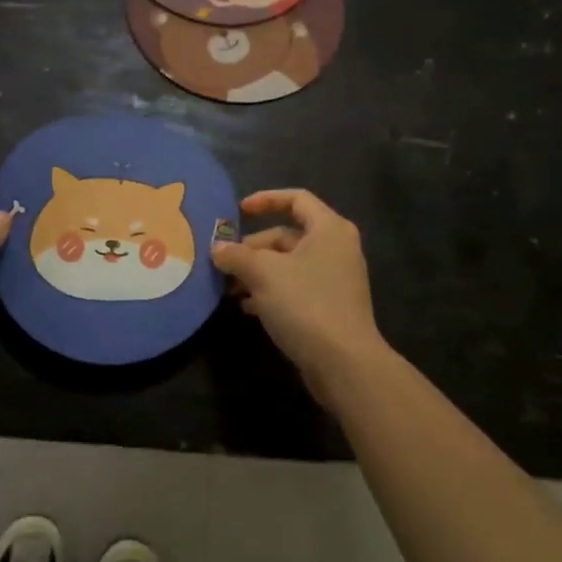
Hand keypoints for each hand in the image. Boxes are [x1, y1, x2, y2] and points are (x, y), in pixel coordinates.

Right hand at [211, 189, 386, 405]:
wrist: (344, 363)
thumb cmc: (305, 304)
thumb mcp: (263, 273)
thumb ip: (236, 255)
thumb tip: (217, 248)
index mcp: (328, 229)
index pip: (296, 199)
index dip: (265, 200)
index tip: (237, 212)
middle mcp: (336, 248)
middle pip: (287, 234)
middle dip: (252, 247)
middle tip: (224, 262)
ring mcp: (335, 279)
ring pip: (288, 264)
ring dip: (257, 272)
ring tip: (229, 287)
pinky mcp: (330, 307)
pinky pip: (295, 288)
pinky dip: (270, 292)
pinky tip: (247, 307)